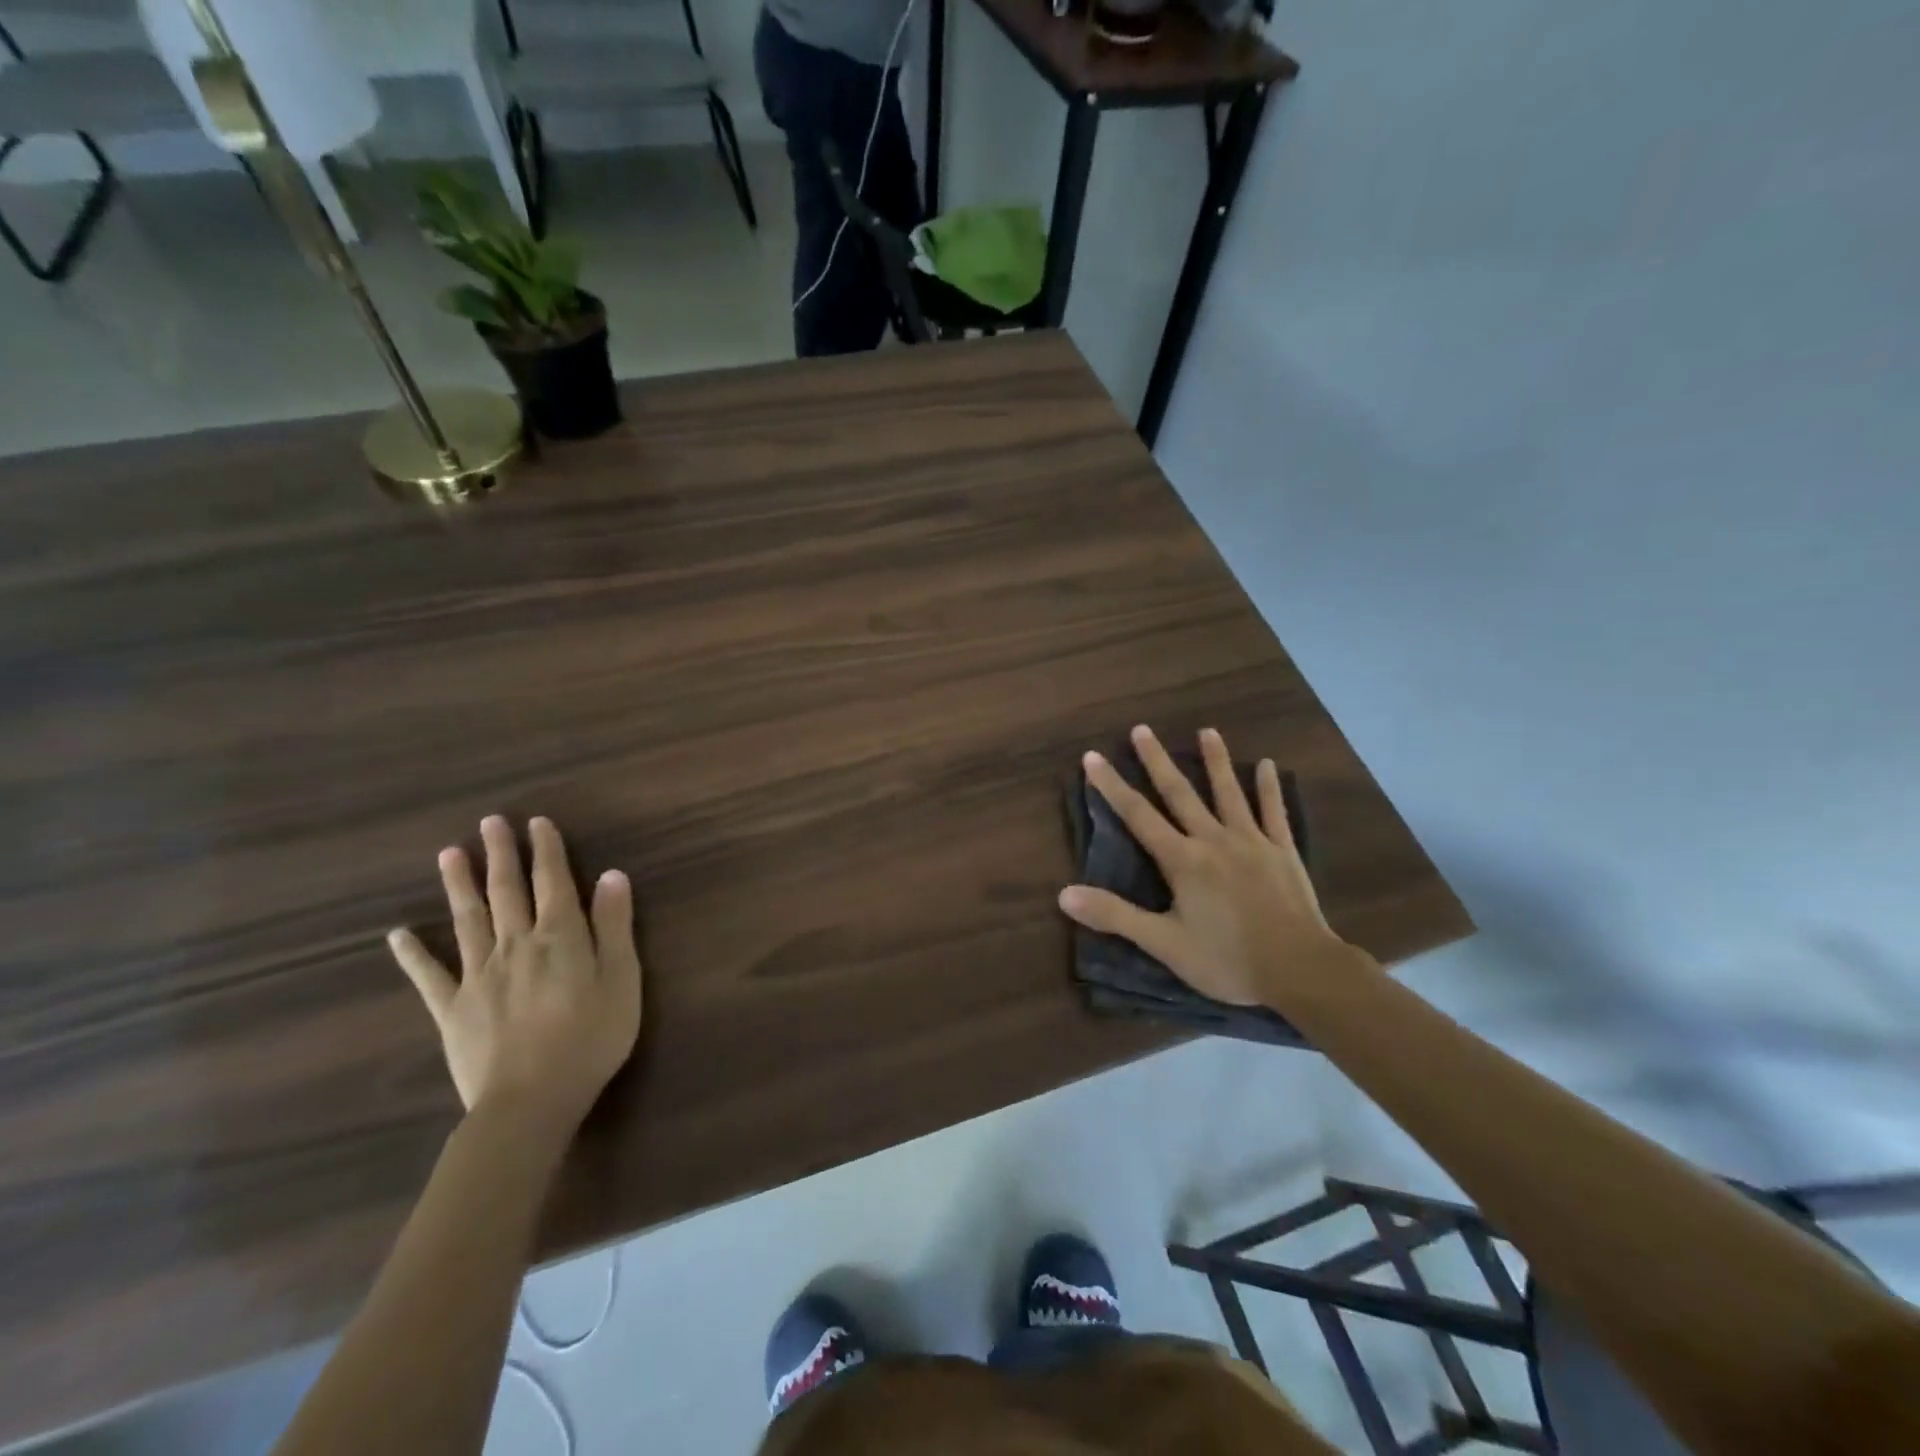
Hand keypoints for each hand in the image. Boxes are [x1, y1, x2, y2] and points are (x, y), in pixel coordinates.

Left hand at [388, 815, 642, 1136]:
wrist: (530, 1101)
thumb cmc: (591, 1039)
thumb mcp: (622, 980)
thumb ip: (614, 926)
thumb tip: (611, 875)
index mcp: (560, 937)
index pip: (553, 882)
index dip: (546, 850)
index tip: (537, 822)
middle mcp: (515, 944)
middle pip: (507, 891)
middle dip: (501, 854)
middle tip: (490, 822)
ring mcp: (478, 975)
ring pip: (467, 919)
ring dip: (459, 885)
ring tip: (449, 854)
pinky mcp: (452, 1009)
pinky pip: (429, 975)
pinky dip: (412, 953)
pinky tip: (396, 934)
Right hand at [1058, 725, 1361, 1007]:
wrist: (1300, 970)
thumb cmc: (1227, 960)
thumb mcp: (1164, 944)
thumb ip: (1115, 915)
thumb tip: (1064, 894)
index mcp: (1182, 861)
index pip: (1138, 815)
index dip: (1112, 786)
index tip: (1092, 756)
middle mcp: (1213, 840)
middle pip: (1180, 793)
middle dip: (1157, 761)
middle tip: (1141, 729)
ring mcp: (1251, 841)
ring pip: (1228, 793)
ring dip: (1215, 761)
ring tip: (1207, 730)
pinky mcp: (1282, 851)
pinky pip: (1273, 812)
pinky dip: (1269, 788)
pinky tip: (1266, 764)